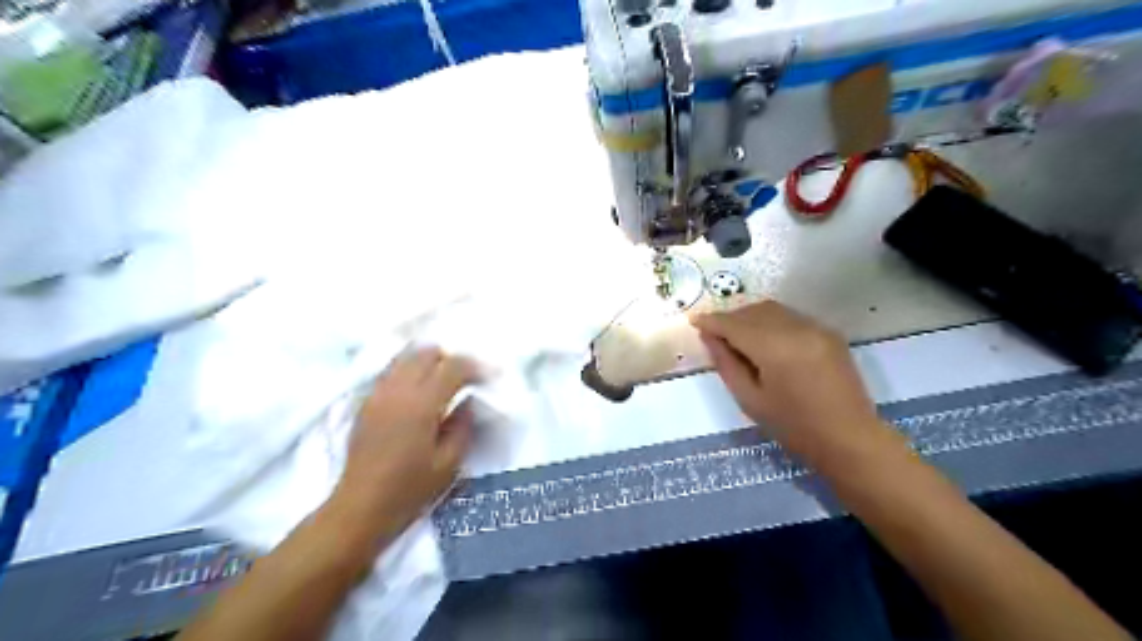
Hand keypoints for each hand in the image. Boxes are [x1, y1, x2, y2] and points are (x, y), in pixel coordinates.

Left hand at [332, 349, 477, 532]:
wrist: (360, 507)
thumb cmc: (410, 489)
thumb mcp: (449, 463)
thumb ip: (463, 426)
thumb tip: (469, 401)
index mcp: (422, 404)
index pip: (453, 367)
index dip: (474, 367)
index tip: (488, 377)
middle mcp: (398, 390)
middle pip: (426, 353)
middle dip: (450, 359)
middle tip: (464, 378)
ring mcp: (378, 393)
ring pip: (405, 357)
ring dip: (427, 362)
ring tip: (440, 380)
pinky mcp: (366, 402)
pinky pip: (390, 371)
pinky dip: (408, 370)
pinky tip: (417, 391)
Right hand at [695, 300, 891, 464]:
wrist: (849, 438)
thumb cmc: (793, 426)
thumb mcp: (750, 399)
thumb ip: (726, 363)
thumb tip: (709, 337)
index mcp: (775, 347)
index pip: (734, 324)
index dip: (712, 321)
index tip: (694, 321)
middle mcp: (796, 328)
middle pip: (753, 310)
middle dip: (730, 318)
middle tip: (714, 333)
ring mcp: (816, 327)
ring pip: (772, 309)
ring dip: (750, 317)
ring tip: (737, 336)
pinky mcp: (829, 332)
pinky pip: (790, 317)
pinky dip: (771, 321)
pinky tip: (766, 340)